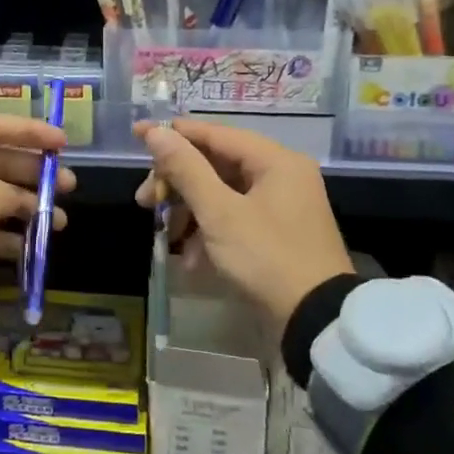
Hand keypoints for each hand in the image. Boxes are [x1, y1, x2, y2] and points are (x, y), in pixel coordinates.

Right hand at [133, 118, 351, 327]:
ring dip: (189, 211)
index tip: (136, 134)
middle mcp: (281, 174)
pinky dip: (209, 230)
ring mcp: (280, 205)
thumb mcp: (219, 213)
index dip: (173, 135)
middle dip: (177, 182)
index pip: (215, 134)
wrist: (316, 321)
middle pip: (215, 164)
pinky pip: (234, 217)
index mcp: (275, 161)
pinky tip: (188, 257)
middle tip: (145, 200)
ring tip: (164, 235)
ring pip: (221, 192)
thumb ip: (186, 169)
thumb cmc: (267, 257)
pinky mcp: (276, 232)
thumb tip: (155, 132)